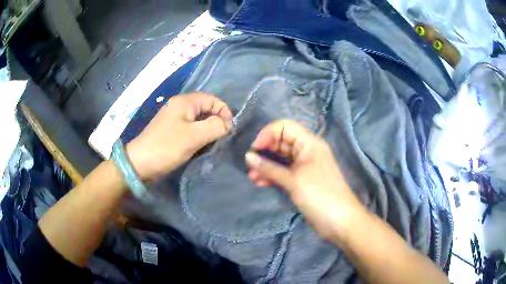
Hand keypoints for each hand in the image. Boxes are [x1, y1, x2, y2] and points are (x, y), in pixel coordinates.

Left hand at [127, 93, 232, 180]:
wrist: (140, 163)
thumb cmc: (167, 147)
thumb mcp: (194, 136)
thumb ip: (216, 127)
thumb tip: (228, 124)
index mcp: (185, 101)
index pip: (213, 99)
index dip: (224, 112)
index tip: (228, 130)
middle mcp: (180, 106)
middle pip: (206, 109)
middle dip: (217, 122)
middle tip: (221, 139)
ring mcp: (175, 119)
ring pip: (199, 120)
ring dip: (208, 130)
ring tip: (212, 144)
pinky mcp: (172, 131)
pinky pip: (191, 129)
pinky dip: (199, 136)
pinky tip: (201, 147)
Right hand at [245, 120, 364, 239]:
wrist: (340, 221)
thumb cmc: (319, 195)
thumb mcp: (293, 180)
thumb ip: (269, 167)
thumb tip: (248, 156)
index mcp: (309, 143)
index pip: (284, 126)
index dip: (267, 134)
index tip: (255, 150)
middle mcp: (307, 150)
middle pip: (282, 142)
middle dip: (265, 152)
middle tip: (250, 166)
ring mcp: (305, 166)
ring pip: (281, 158)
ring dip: (266, 165)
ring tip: (252, 177)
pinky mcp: (302, 180)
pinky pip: (285, 171)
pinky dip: (273, 175)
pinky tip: (260, 182)